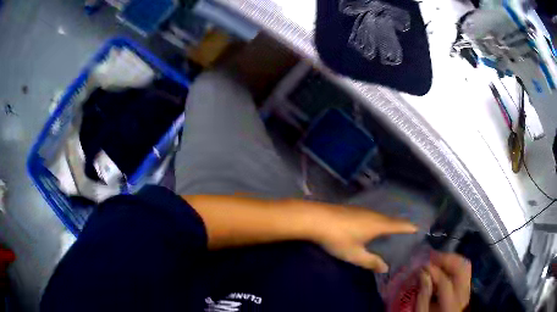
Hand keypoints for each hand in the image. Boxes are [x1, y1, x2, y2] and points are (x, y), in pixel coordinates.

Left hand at [312, 205, 416, 272]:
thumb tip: (386, 268)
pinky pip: (369, 214)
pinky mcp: (350, 209)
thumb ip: (371, 262)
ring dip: (386, 221)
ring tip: (389, 227)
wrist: (316, 219)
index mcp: (377, 225)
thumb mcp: (355, 254)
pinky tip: (369, 224)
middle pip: (389, 219)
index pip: (397, 225)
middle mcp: (372, 214)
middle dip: (398, 224)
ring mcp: (360, 210)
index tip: (417, 227)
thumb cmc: (338, 238)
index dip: (408, 227)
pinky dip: (375, 220)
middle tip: (404, 229)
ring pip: (378, 216)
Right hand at [416, 253, 471, 311]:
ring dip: (451, 260)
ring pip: (465, 266)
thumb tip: (423, 273)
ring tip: (437, 259)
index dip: (433, 271)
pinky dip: (454, 265)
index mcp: (451, 304)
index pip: (445, 282)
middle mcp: (464, 294)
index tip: (421, 265)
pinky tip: (443, 266)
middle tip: (431, 256)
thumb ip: (423, 295)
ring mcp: (467, 290)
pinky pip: (464, 270)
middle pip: (461, 268)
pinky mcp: (467, 287)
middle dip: (446, 259)